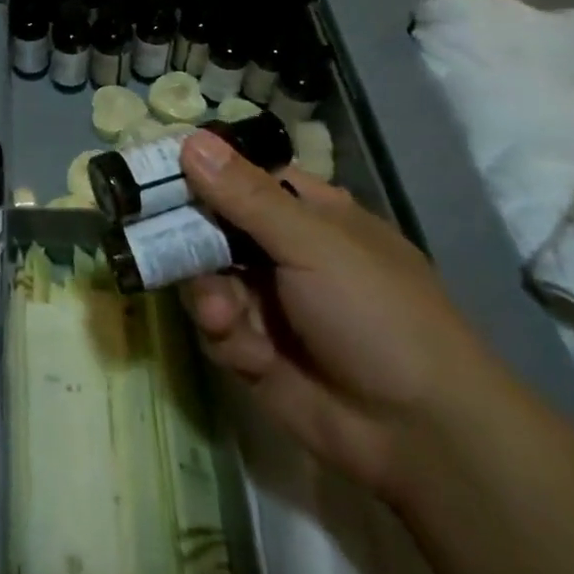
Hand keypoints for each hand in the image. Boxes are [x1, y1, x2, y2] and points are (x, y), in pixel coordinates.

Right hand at [177, 127, 494, 498]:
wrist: (421, 434)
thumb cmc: (377, 314)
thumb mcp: (313, 244)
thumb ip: (245, 196)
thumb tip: (190, 139)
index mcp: (308, 215)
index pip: (241, 176)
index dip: (199, 170)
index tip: (152, 170)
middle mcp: (282, 252)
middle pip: (210, 226)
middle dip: (187, 237)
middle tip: (153, 235)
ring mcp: (266, 302)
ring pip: (204, 276)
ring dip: (207, 292)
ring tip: (223, 314)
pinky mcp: (252, 349)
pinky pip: (215, 325)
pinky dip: (223, 333)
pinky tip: (244, 347)